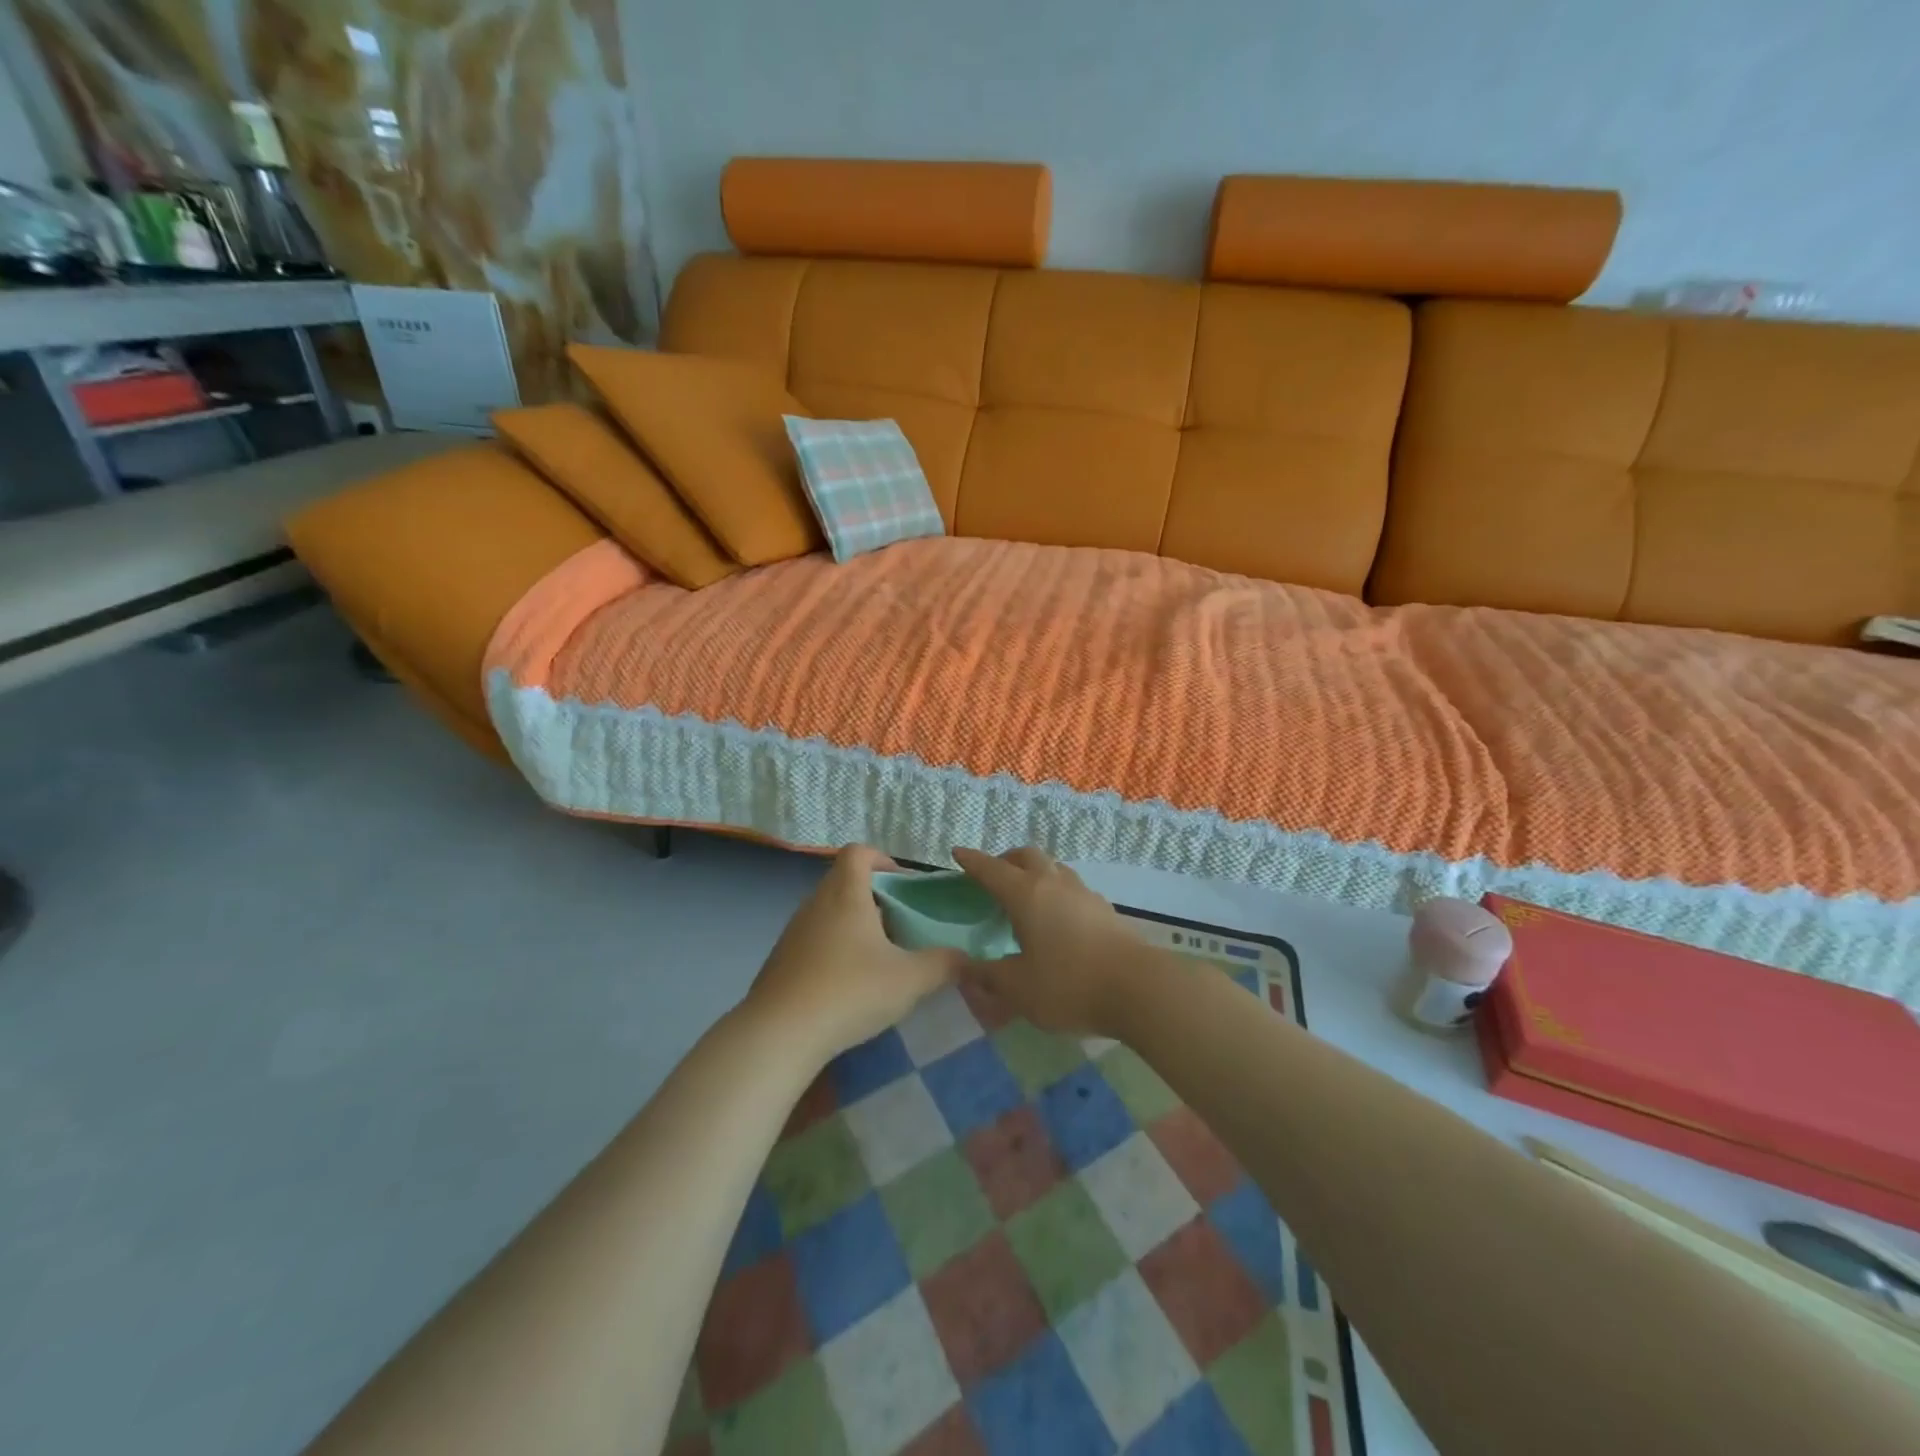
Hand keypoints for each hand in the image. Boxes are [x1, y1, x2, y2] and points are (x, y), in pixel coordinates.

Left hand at [746, 846, 963, 1064]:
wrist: (779, 1034)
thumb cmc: (849, 991)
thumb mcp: (910, 980)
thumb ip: (944, 965)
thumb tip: (968, 959)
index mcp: (845, 894)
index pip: (859, 852)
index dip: (883, 860)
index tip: (904, 886)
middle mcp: (816, 904)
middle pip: (845, 882)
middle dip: (876, 899)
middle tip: (900, 927)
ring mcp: (794, 932)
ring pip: (830, 913)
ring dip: (855, 926)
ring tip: (879, 959)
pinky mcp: (781, 960)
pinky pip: (814, 940)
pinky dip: (834, 950)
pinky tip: (848, 986)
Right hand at [952, 846, 1142, 1037]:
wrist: (1138, 989)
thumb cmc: (1068, 985)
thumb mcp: (1018, 988)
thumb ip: (988, 976)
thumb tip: (966, 968)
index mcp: (1026, 894)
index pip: (992, 870)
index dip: (972, 862)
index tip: (958, 853)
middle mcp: (1054, 884)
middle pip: (1027, 856)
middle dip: (1006, 860)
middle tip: (993, 876)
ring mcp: (1083, 893)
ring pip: (1053, 868)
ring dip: (1035, 872)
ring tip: (1025, 896)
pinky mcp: (1104, 909)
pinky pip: (1071, 888)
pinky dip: (1055, 891)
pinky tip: (1056, 918)